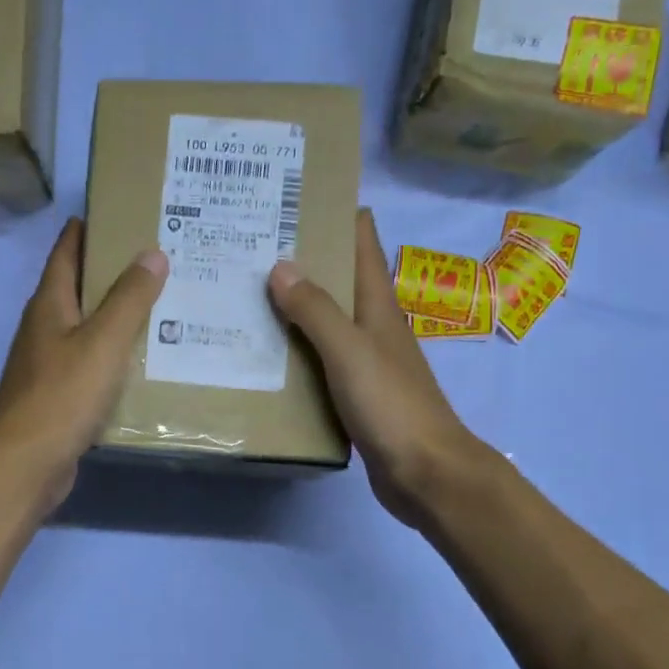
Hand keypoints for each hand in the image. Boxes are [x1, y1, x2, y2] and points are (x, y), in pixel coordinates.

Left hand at [0, 217, 167, 513]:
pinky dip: (115, 354)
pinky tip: (145, 360)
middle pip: (78, 287)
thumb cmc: (63, 394)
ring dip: (116, 315)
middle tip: (160, 259)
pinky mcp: (58, 394)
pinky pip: (91, 362)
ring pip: (87, 327)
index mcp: (49, 304)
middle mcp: (44, 327)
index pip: (66, 250)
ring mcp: (48, 363)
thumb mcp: (103, 341)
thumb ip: (129, 298)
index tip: (123, 213)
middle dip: (113, 271)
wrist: (27, 462)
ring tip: (162, 305)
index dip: (89, 228)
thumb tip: (152, 253)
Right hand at [268, 208, 489, 526]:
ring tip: (244, 292)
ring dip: (292, 305)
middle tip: (249, 244)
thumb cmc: (392, 405)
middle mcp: (373, 325)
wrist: (425, 473)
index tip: (293, 196)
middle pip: (337, 278)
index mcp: (378, 304)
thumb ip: (316, 310)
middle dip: (301, 258)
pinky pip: (318, 359)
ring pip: (324, 320)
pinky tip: (262, 352)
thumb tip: (280, 266)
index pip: (362, 241)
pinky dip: (293, 349)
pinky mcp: (355, 392)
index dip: (335, 213)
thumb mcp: (349, 351)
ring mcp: (364, 360)